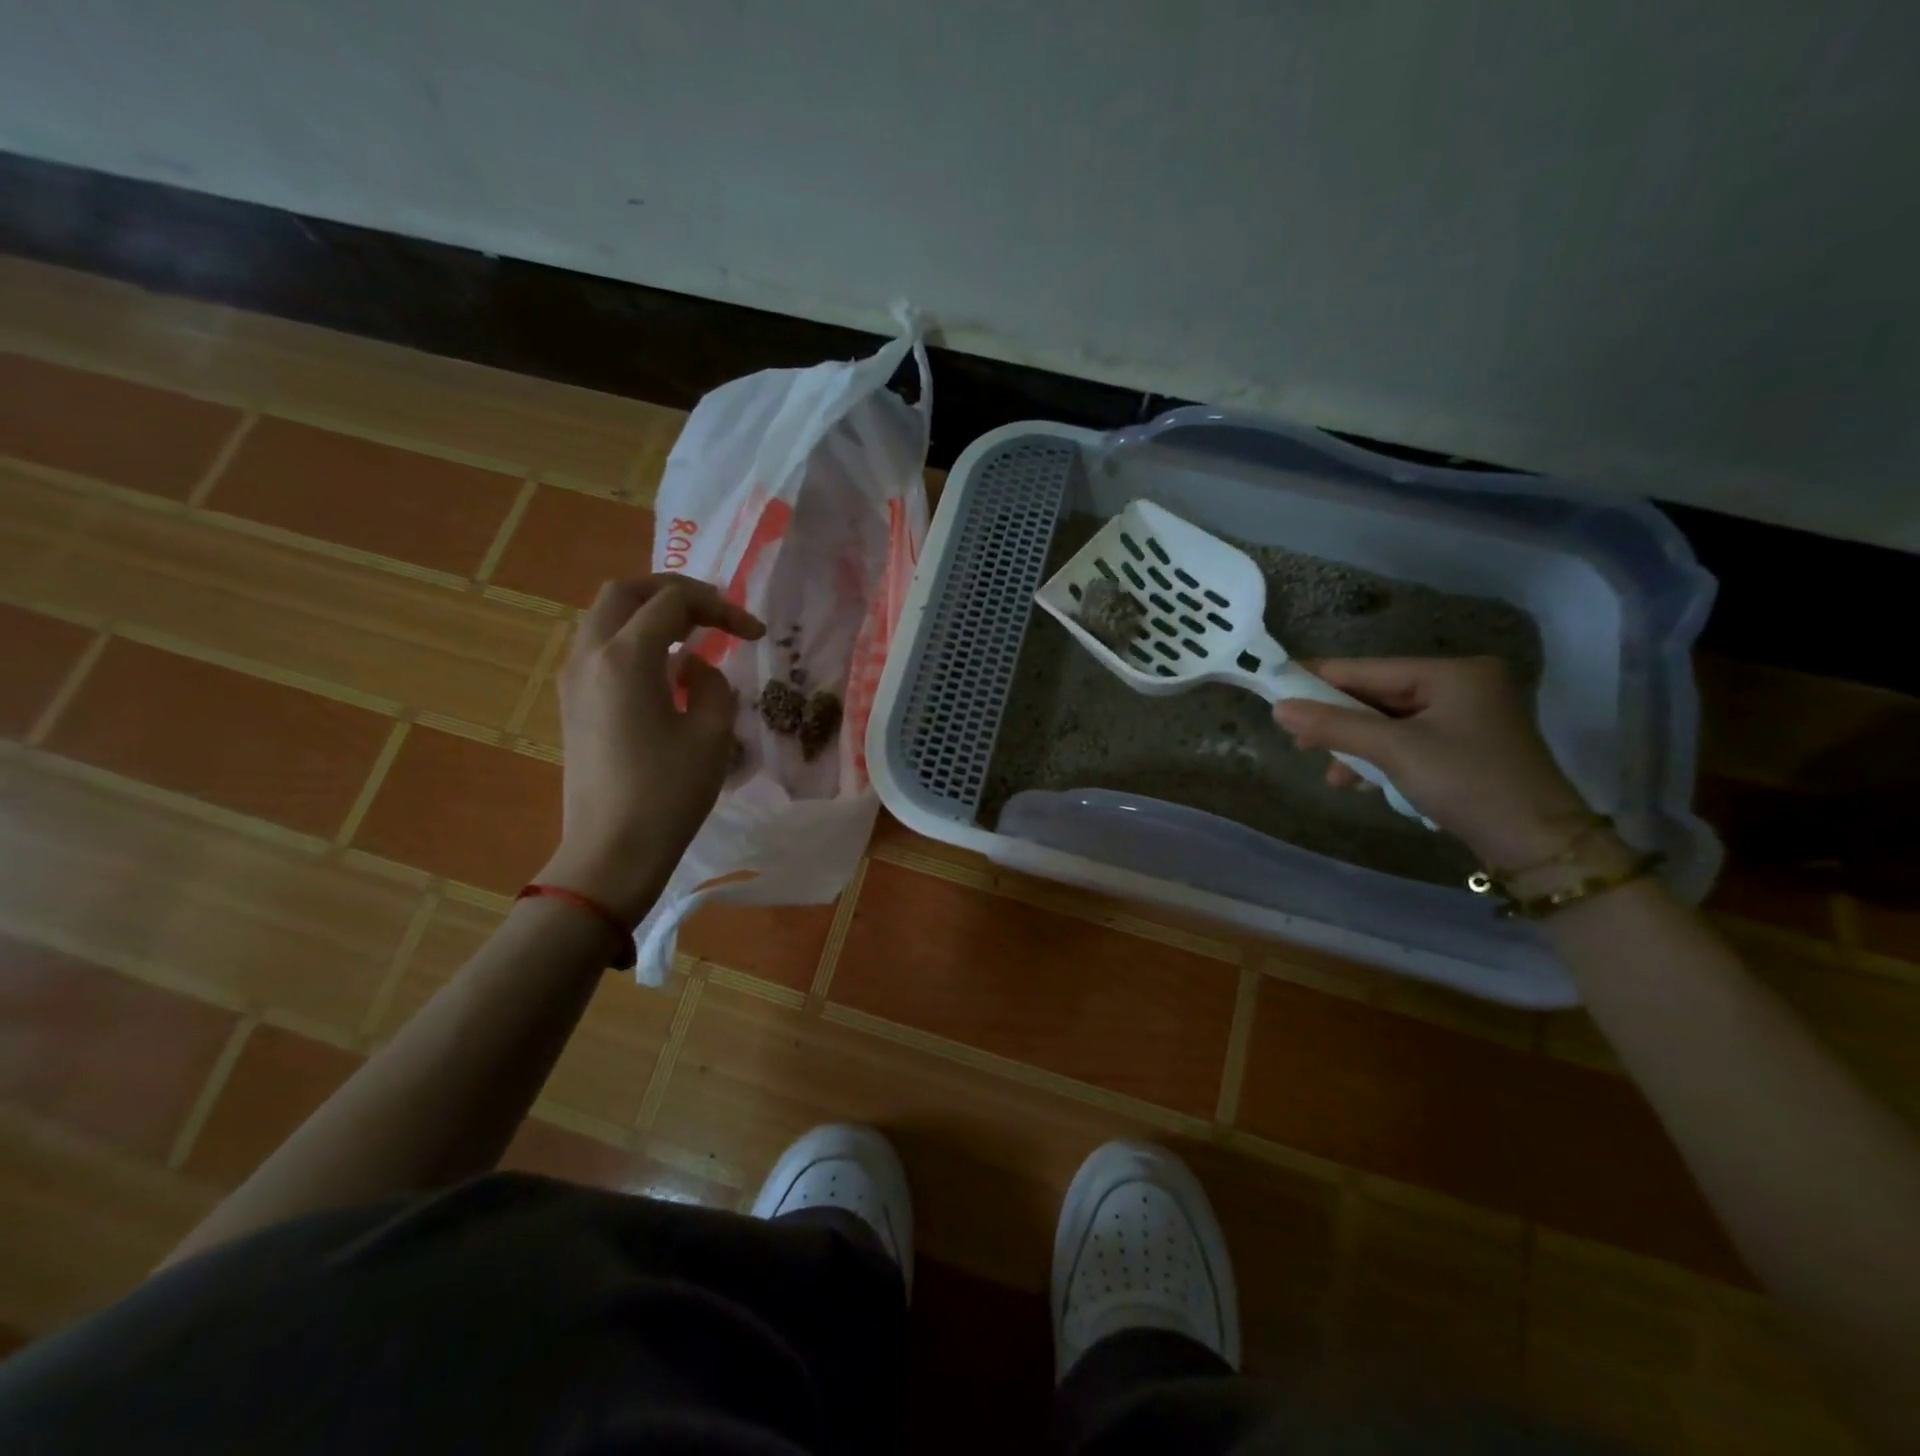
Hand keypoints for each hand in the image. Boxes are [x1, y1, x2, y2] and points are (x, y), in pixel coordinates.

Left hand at [537, 576, 763, 923]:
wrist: (611, 851)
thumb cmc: (668, 793)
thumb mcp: (712, 734)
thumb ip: (712, 684)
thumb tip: (694, 669)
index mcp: (626, 657)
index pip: (674, 603)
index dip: (721, 608)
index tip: (755, 634)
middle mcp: (590, 655)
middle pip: (625, 592)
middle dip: (674, 592)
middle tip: (715, 612)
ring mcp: (573, 678)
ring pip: (605, 616)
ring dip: (649, 612)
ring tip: (691, 633)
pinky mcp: (571, 702)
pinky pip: (598, 646)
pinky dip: (632, 638)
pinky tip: (663, 667)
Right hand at [1272, 656, 1592, 866]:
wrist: (1537, 846)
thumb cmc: (1467, 783)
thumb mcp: (1395, 751)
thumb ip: (1334, 726)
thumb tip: (1278, 709)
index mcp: (1453, 673)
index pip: (1369, 669)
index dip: (1320, 677)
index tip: (1275, 683)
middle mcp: (1462, 686)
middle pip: (1378, 696)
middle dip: (1338, 720)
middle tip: (1295, 737)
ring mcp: (1465, 718)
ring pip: (1388, 723)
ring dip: (1356, 747)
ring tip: (1331, 773)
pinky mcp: (1464, 748)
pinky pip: (1405, 742)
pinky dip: (1380, 760)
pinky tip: (1360, 782)